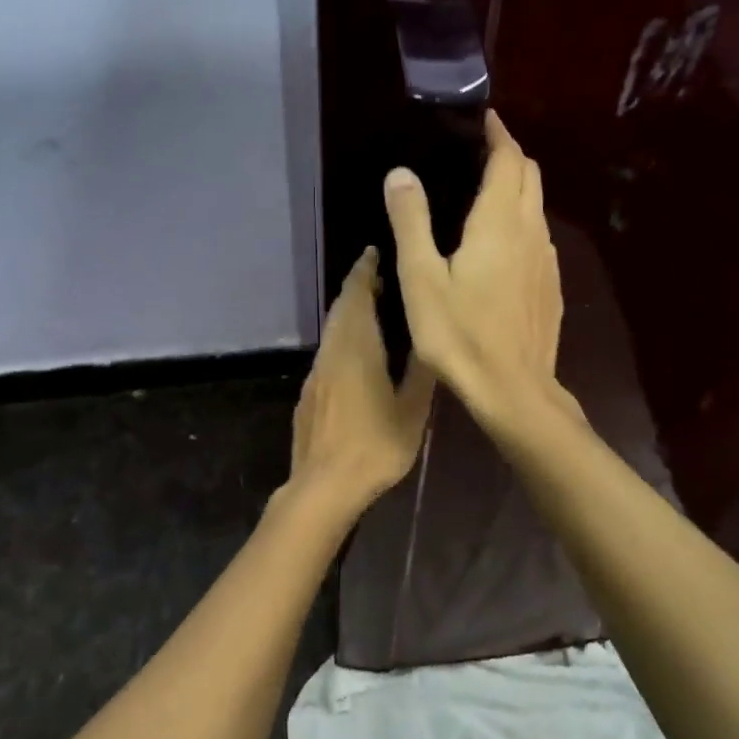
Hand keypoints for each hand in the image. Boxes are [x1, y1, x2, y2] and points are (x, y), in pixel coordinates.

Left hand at [288, 247, 436, 514]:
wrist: (323, 485)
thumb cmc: (375, 446)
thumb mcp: (412, 410)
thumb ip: (422, 371)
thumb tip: (432, 337)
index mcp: (357, 348)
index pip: (357, 297)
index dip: (364, 272)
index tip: (372, 253)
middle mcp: (331, 353)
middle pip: (340, 310)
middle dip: (356, 289)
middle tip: (377, 278)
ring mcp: (315, 375)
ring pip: (331, 333)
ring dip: (348, 315)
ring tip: (370, 313)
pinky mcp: (307, 396)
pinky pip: (326, 355)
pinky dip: (340, 342)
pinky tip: (353, 358)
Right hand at [382, 111, 570, 436]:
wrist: (513, 390)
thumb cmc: (460, 334)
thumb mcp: (422, 279)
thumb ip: (412, 221)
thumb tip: (400, 172)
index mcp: (500, 222)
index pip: (508, 160)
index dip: (498, 134)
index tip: (484, 118)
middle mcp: (531, 232)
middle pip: (530, 176)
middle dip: (510, 156)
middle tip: (480, 152)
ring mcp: (547, 261)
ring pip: (538, 208)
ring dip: (518, 190)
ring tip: (486, 194)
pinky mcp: (550, 287)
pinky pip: (540, 238)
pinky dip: (523, 224)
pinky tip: (502, 248)